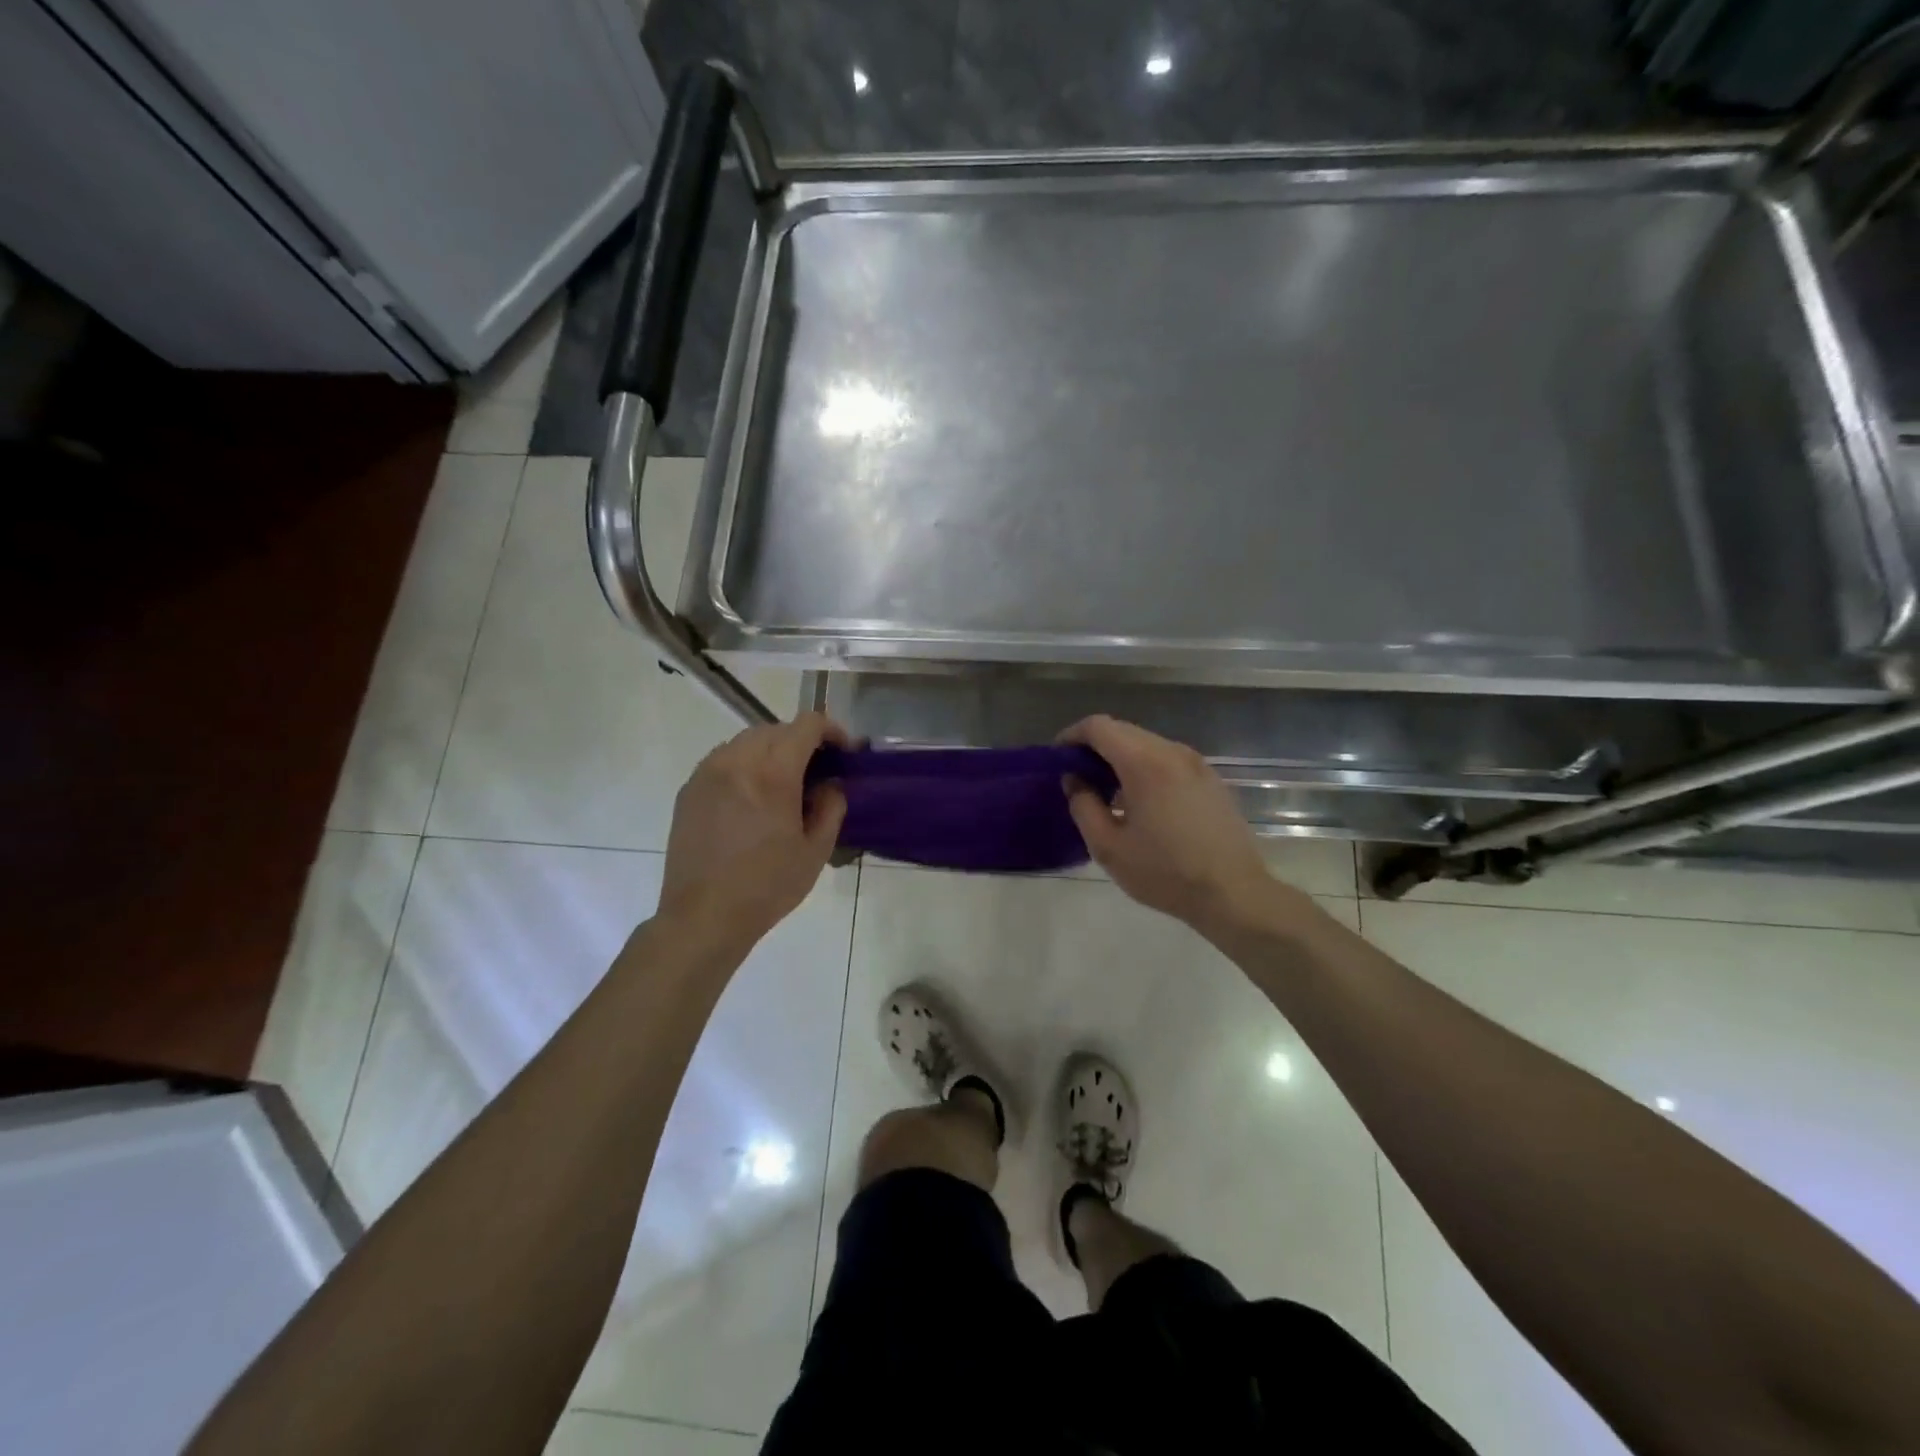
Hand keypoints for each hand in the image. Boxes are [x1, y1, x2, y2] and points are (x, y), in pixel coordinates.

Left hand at [658, 713, 849, 954]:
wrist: (703, 916)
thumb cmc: (767, 886)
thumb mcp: (815, 850)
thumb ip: (830, 806)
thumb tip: (829, 783)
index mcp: (773, 773)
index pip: (807, 725)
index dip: (832, 730)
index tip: (845, 752)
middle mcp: (737, 761)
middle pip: (776, 728)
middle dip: (802, 741)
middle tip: (818, 770)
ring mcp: (708, 773)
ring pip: (747, 740)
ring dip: (772, 750)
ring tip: (784, 782)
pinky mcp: (689, 789)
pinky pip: (723, 760)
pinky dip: (745, 765)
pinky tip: (752, 797)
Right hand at [1061, 715, 1291, 939]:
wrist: (1234, 893)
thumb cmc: (1166, 872)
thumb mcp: (1108, 847)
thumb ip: (1083, 806)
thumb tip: (1075, 780)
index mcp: (1145, 763)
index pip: (1099, 726)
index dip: (1072, 736)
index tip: (1058, 759)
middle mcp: (1172, 751)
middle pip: (1123, 730)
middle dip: (1094, 746)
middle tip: (1078, 778)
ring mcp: (1196, 763)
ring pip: (1146, 743)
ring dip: (1120, 757)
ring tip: (1106, 791)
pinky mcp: (1210, 778)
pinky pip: (1167, 758)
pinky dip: (1144, 766)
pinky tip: (1140, 800)